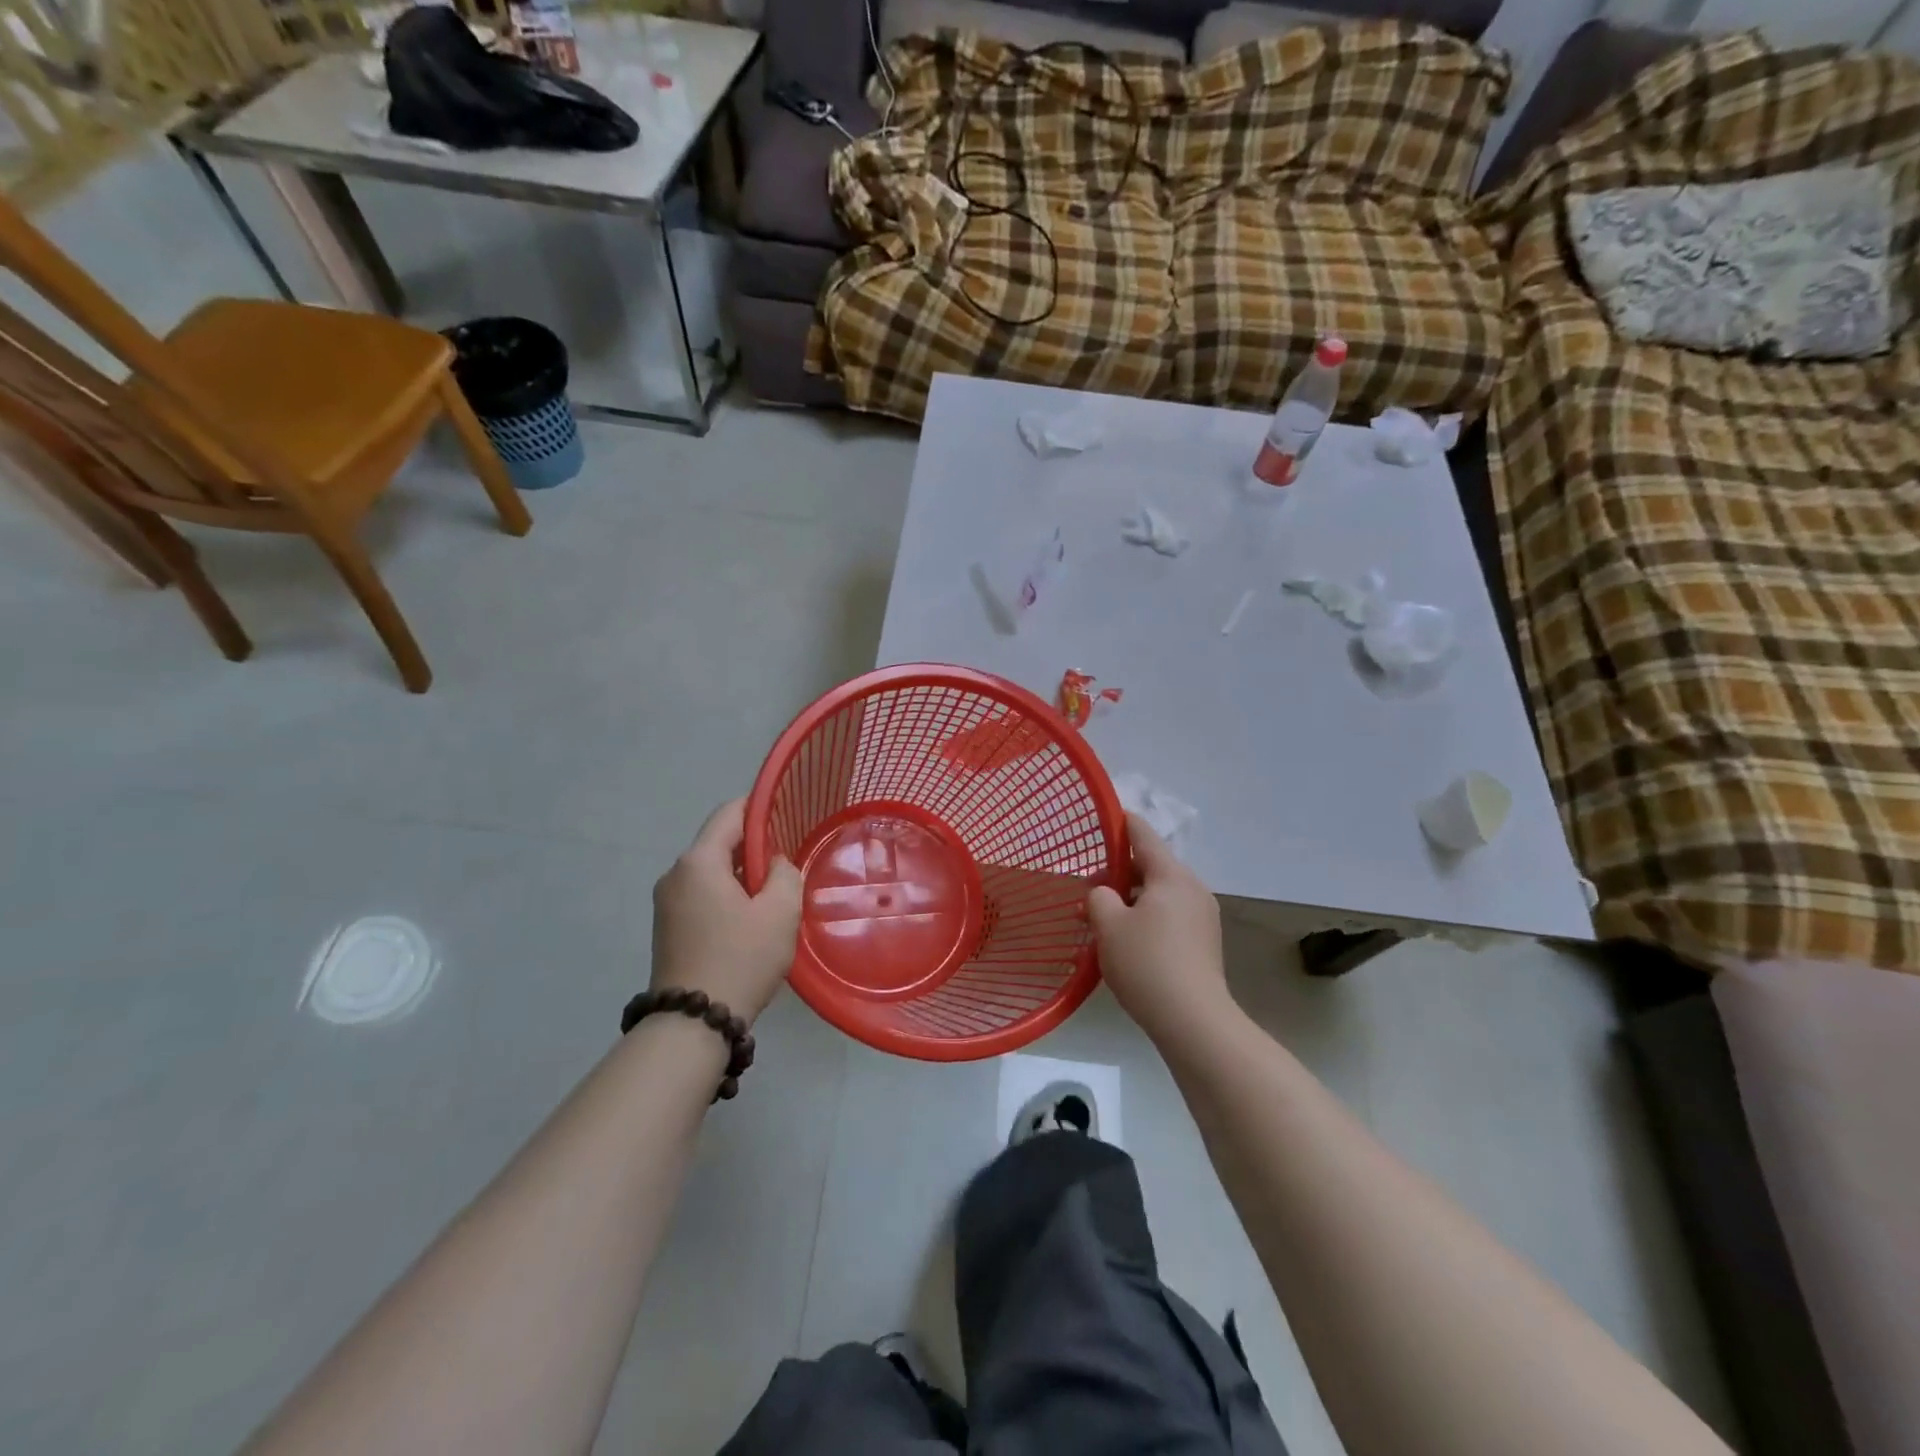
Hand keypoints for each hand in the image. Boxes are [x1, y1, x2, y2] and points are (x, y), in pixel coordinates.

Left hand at [650, 799, 803, 1024]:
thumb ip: (785, 873)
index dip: (759, 807)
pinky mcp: (667, 927)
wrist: (693, 1024)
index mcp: (698, 862)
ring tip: (774, 893)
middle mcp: (675, 874)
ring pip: (711, 871)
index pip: (729, 814)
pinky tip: (750, 918)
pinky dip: (726, 895)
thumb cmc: (741, 959)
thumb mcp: (780, 912)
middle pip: (718, 843)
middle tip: (788, 861)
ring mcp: (666, 902)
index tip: (787, 811)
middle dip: (754, 846)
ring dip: (742, 875)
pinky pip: (701, 894)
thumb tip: (775, 864)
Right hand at [1089, 815, 1230, 1041]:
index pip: (1143, 834)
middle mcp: (1192, 888)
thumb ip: (1099, 897)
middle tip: (1087, 890)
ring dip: (1130, 899)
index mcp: (1171, 875)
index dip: (1120, 823)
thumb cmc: (1147, 963)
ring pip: (1159, 894)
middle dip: (1118, 873)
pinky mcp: (1204, 942)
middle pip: (1151, 866)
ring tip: (1102, 920)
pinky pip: (1169, 916)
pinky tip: (1126, 940)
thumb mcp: (1108, 925)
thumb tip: (1104, 894)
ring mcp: (1202, 916)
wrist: (1194, 1021)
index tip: (1102, 817)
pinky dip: (1146, 917)